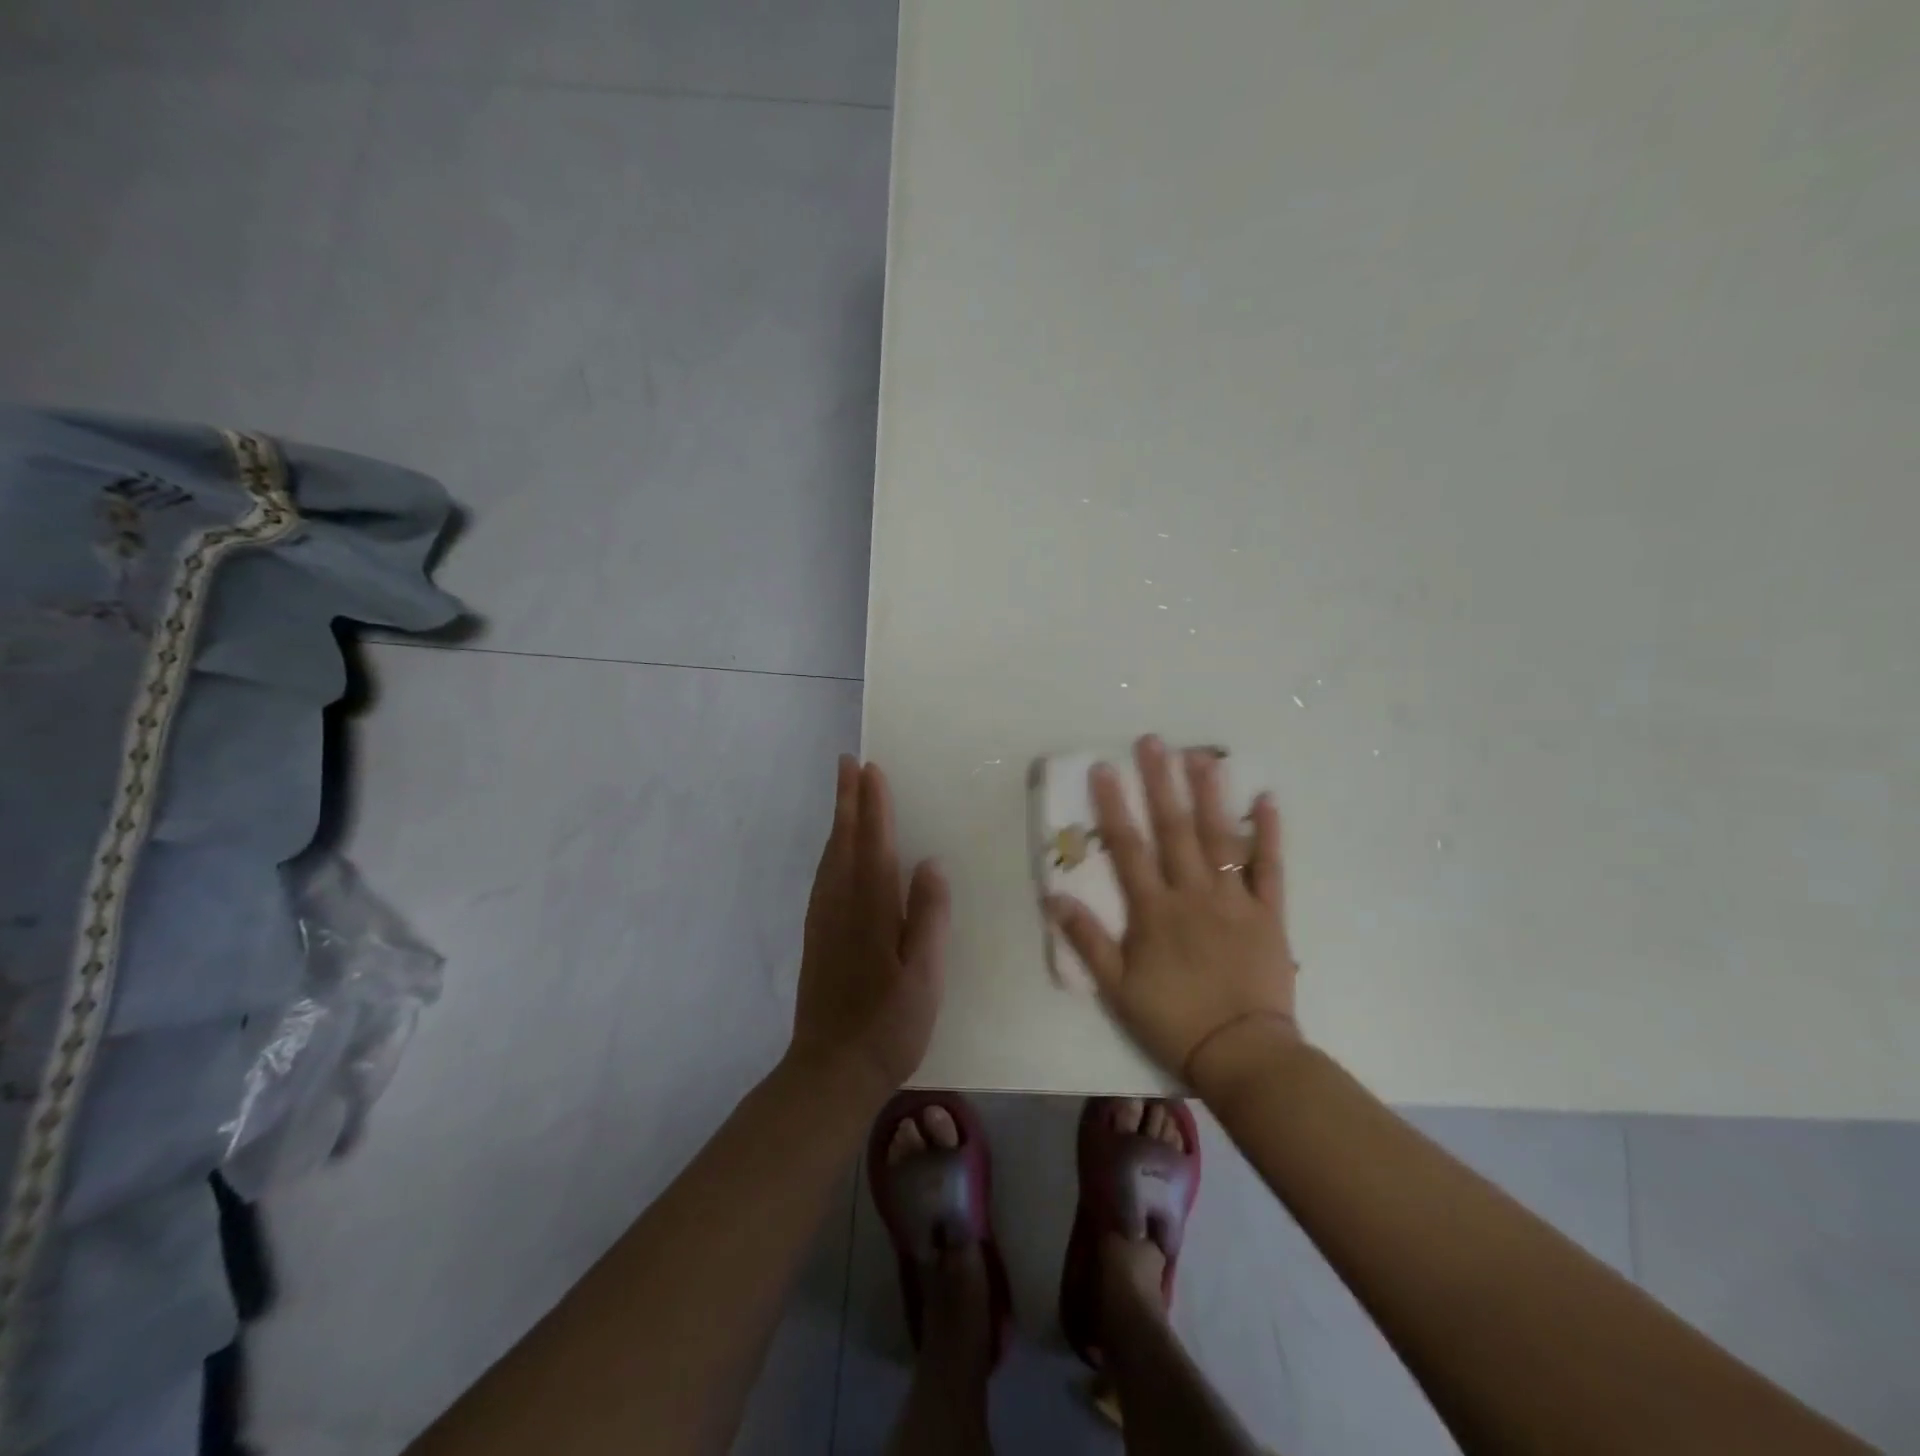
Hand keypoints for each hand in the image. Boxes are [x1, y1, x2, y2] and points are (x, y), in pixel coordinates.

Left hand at [787, 756, 949, 1104]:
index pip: (875, 845)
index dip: (874, 806)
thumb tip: (931, 863)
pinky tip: (835, 852)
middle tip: (847, 763)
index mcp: (873, 911)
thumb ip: (929, 918)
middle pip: (845, 842)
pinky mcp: (816, 937)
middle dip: (848, 800)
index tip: (871, 769)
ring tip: (843, 793)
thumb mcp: (924, 977)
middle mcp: (843, 906)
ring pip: (830, 857)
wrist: (830, 1071)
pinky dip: (830, 851)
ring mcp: (824, 921)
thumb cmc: (889, 1026)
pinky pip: (823, 877)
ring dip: (837, 820)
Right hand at [1046, 735, 1301, 1094]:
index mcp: (1155, 910)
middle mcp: (1193, 894)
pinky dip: (1269, 834)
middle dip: (1161, 783)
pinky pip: (1270, 868)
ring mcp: (1235, 901)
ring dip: (1210, 795)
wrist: (1243, 1054)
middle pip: (1174, 830)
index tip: (1103, 768)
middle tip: (1153, 742)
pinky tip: (1266, 799)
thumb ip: (1087, 940)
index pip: (1129, 848)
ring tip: (1202, 756)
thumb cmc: (1174, 1020)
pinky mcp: (1270, 914)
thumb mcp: (1117, 988)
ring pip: (1220, 838)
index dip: (1113, 806)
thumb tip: (1054, 896)